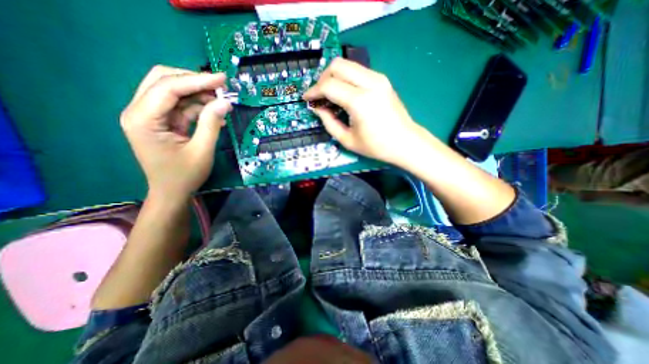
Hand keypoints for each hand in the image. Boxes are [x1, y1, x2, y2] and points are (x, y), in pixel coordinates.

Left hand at [119, 66, 231, 201]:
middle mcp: (139, 111)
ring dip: (197, 93)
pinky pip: (178, 105)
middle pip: (163, 80)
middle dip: (194, 81)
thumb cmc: (185, 175)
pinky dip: (197, 105)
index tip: (223, 78)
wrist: (171, 192)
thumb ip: (212, 124)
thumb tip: (225, 102)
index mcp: (143, 119)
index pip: (168, 88)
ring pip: (171, 90)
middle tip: (221, 86)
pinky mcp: (159, 121)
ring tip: (221, 100)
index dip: (197, 80)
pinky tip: (213, 110)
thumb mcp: (202, 150)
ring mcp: (148, 115)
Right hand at [304, 58, 421, 166]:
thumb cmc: (376, 146)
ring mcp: (378, 78)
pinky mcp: (382, 79)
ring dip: (333, 76)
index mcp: (360, 101)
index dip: (314, 91)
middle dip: (322, 78)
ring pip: (347, 64)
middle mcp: (370, 83)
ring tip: (330, 95)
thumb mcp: (347, 140)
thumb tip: (317, 107)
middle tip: (319, 96)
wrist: (405, 142)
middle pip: (337, 65)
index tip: (307, 99)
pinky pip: (357, 71)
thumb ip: (329, 122)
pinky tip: (344, 93)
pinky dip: (345, 78)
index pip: (329, 85)